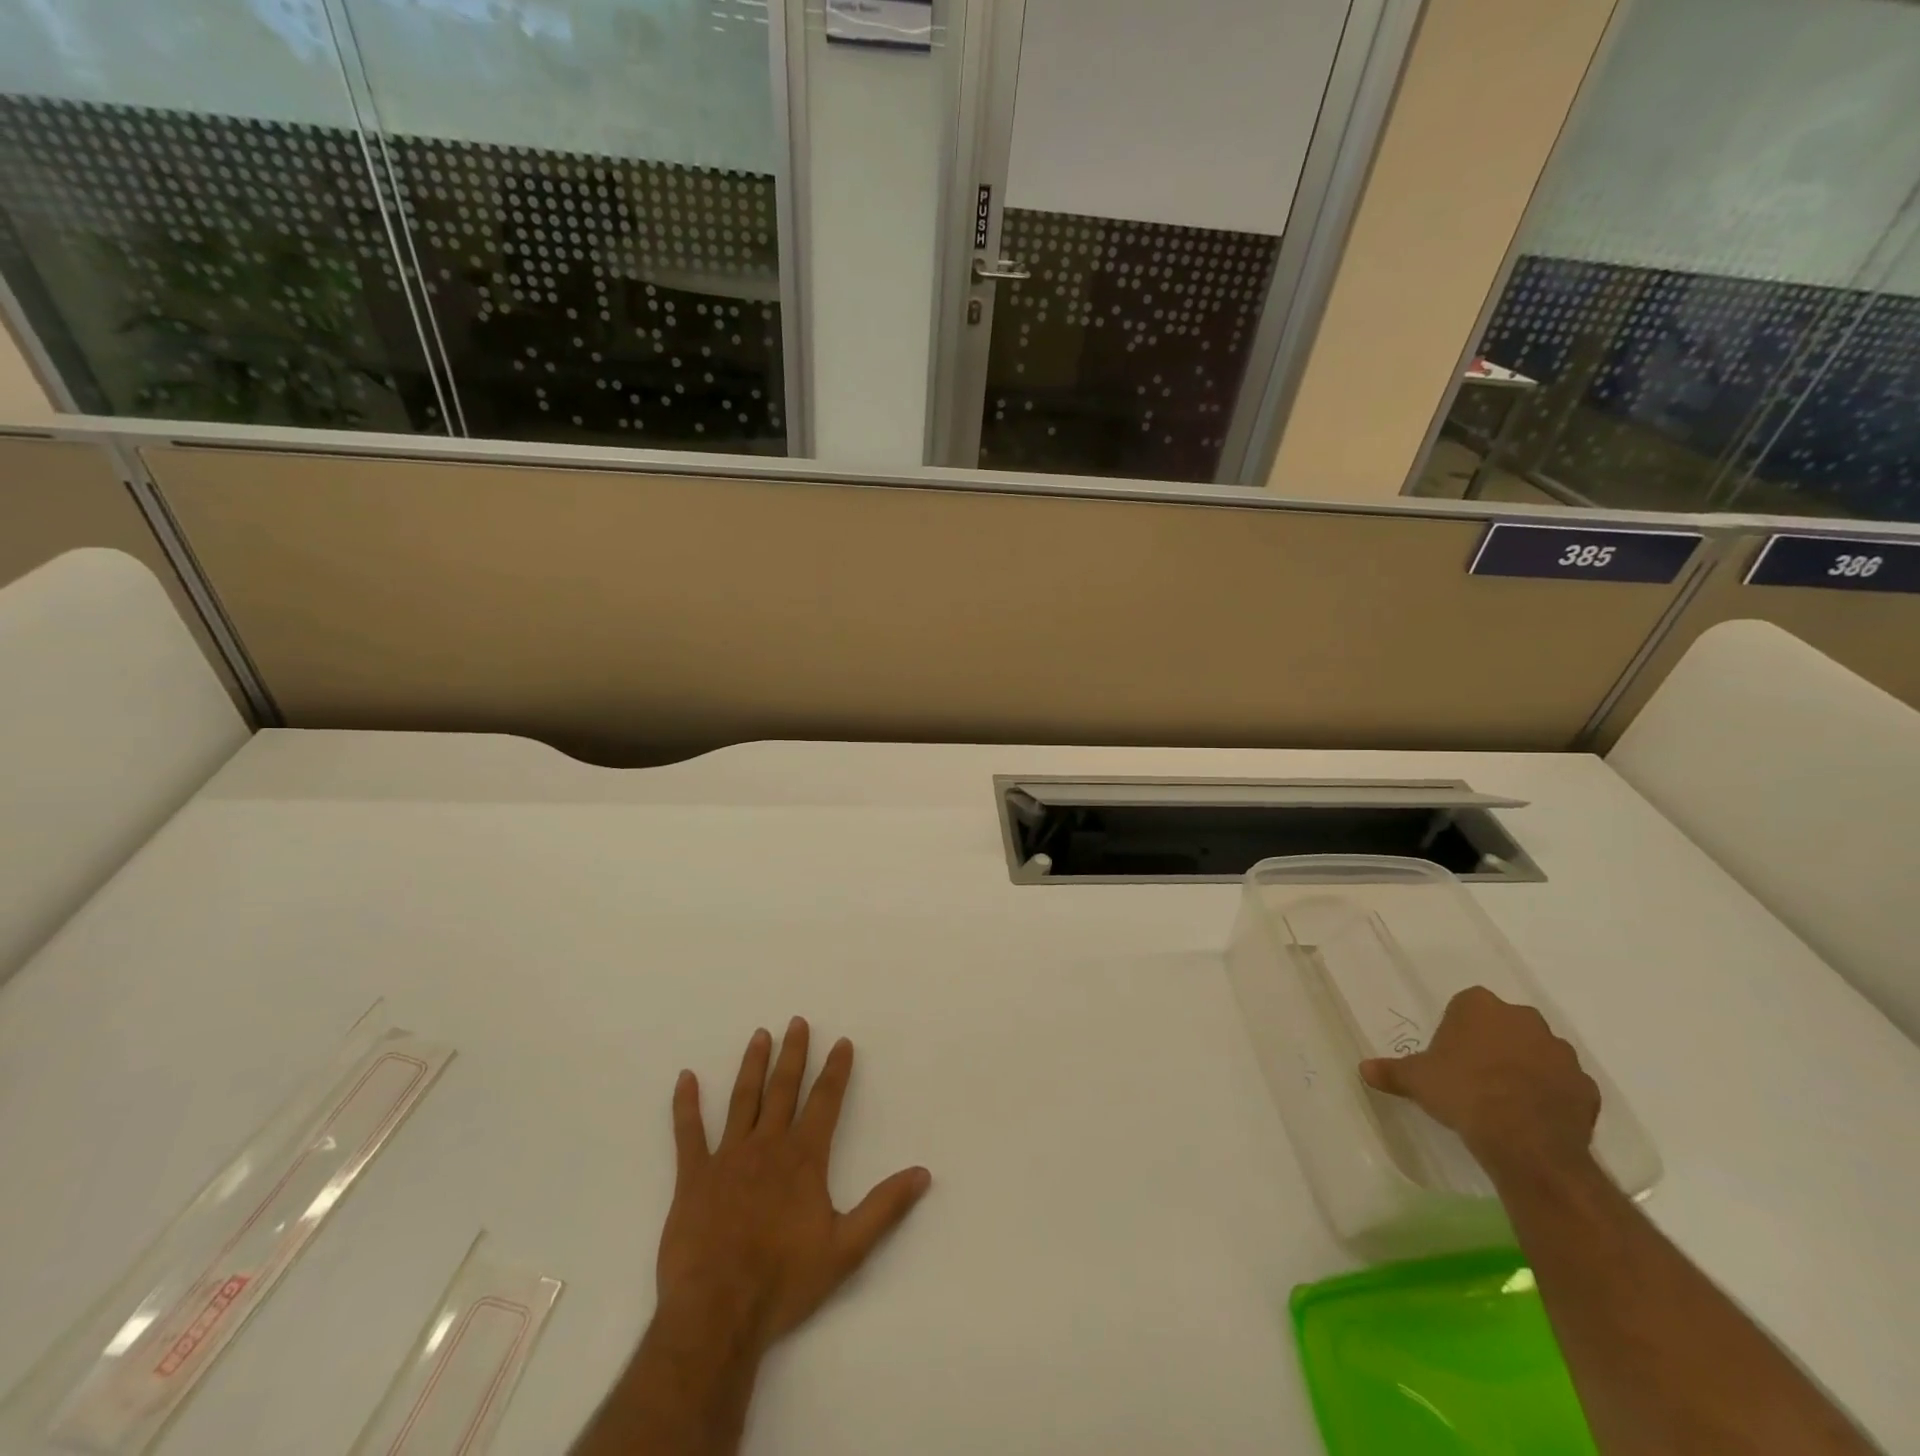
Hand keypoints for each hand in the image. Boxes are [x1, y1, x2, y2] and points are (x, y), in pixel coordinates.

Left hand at [656, 1018, 931, 1358]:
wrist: (717, 1313)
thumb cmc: (784, 1281)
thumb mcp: (847, 1249)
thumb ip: (885, 1207)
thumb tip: (923, 1173)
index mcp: (804, 1157)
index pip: (825, 1101)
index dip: (836, 1070)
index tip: (842, 1042)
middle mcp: (768, 1145)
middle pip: (784, 1088)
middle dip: (794, 1053)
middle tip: (797, 1021)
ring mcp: (727, 1157)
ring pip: (743, 1099)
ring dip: (753, 1065)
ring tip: (760, 1035)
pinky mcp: (693, 1177)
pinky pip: (688, 1133)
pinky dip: (686, 1104)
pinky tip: (685, 1078)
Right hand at [1359, 986, 1599, 1174]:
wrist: (1526, 1141)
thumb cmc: (1463, 1093)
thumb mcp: (1416, 1081)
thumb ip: (1391, 1071)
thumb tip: (1363, 1069)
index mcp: (1480, 1006)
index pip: (1466, 1006)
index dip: (1457, 1029)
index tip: (1450, 1054)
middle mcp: (1523, 1019)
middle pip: (1505, 1024)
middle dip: (1494, 1043)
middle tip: (1475, 1074)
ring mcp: (1561, 1052)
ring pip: (1538, 1052)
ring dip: (1525, 1067)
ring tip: (1505, 1098)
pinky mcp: (1586, 1086)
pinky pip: (1563, 1084)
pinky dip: (1551, 1094)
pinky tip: (1533, 1116)